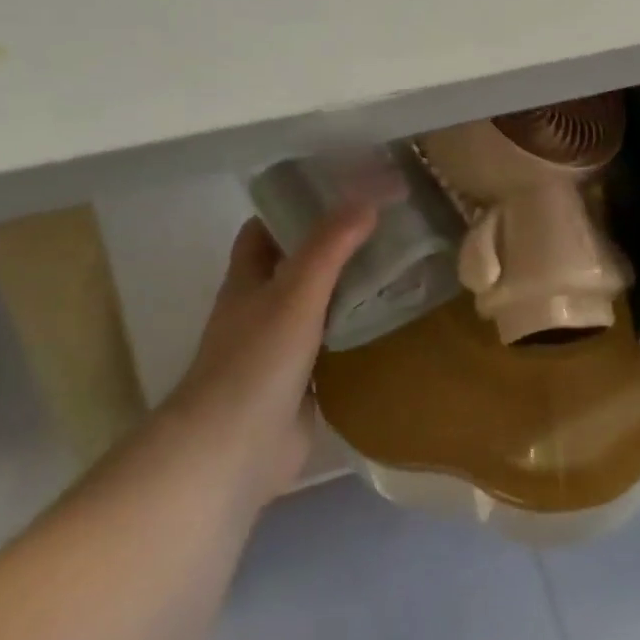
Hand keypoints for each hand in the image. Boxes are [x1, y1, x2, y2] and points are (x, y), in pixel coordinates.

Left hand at [163, 204, 377, 491]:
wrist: (237, 447)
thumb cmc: (257, 361)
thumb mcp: (294, 293)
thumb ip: (329, 247)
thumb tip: (368, 197)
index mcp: (248, 282)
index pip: (266, 231)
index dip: (296, 208)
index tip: (341, 193)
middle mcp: (262, 310)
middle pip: (299, 267)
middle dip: (336, 248)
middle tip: (387, 228)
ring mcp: (283, 348)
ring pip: (321, 307)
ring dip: (352, 290)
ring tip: (402, 267)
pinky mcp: (305, 382)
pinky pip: (337, 346)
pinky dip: (360, 332)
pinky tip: (395, 322)